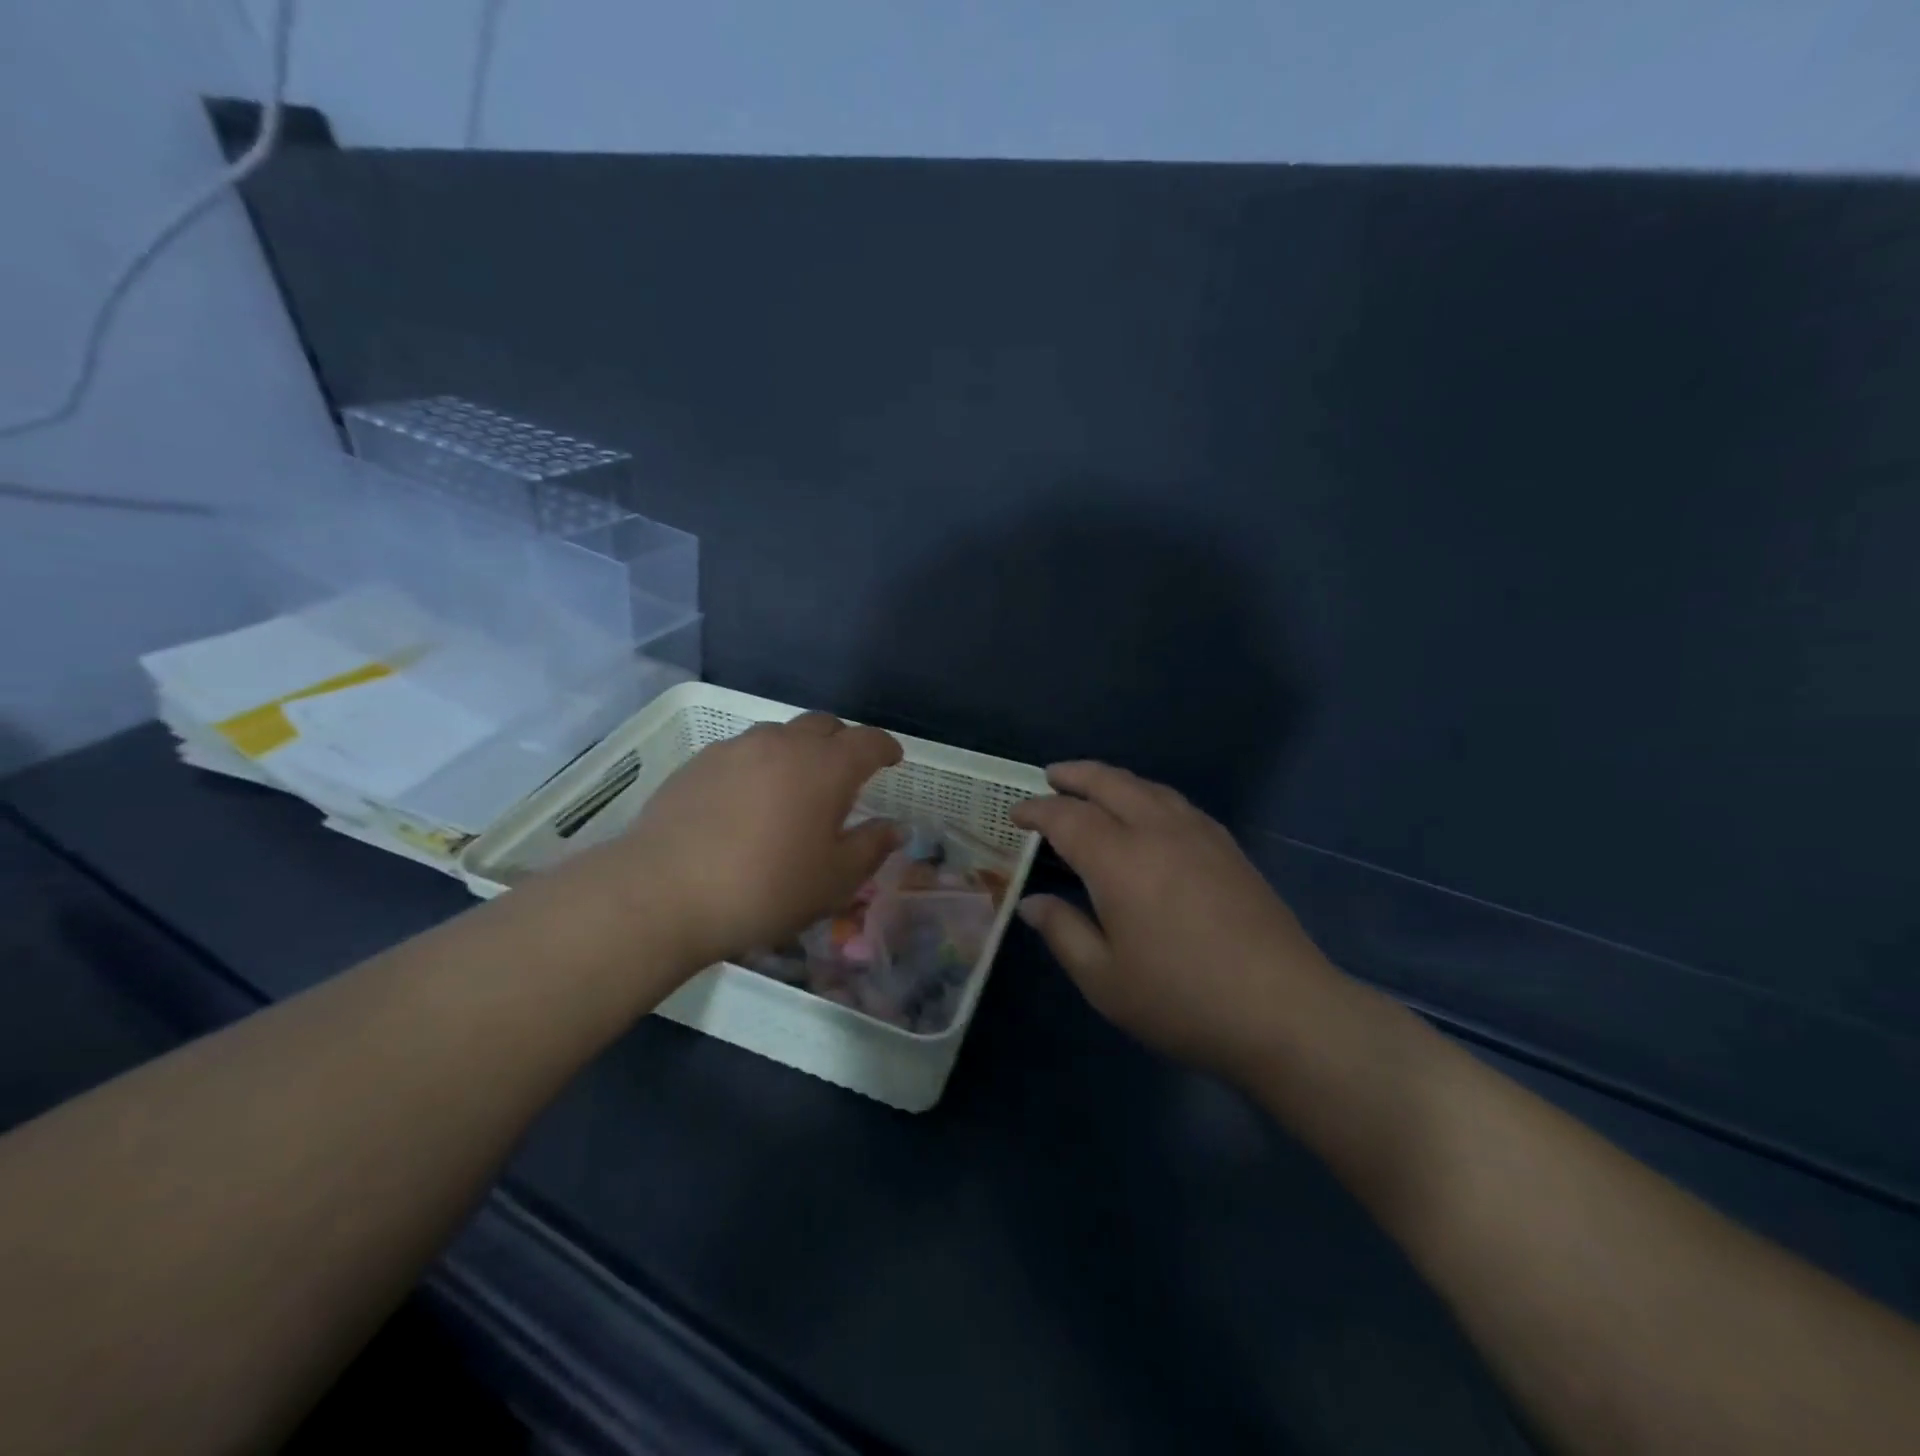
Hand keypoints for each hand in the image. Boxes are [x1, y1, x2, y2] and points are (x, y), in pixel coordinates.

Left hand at [580, 713, 903, 973]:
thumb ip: (871, 847)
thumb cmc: (765, 888)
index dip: (886, 748)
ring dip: (799, 750)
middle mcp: (783, 744)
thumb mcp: (833, 880)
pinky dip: (760, 764)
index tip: (893, 760)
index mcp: (825, 767)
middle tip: (846, 773)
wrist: (664, 892)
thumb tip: (894, 827)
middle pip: (823, 725)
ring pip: (780, 734)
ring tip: (795, 785)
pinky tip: (748, 798)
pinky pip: (743, 751)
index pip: (868, 742)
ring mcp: (736, 748)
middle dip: (843, 742)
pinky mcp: (699, 762)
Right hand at [1011, 762, 1340, 1078]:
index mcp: (1119, 860)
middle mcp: (1158, 831)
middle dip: (1076, 775)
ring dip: (1114, 780)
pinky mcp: (1229, 848)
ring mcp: (1200, 835)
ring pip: (1148, 787)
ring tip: (1095, 787)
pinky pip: (1176, 802)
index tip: (1017, 814)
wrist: (1284, 1011)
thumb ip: (1063, 932)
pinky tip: (1148, 814)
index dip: (1038, 811)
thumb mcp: (1104, 980)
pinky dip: (1148, 795)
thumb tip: (1031, 902)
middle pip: (1110, 783)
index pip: (1067, 817)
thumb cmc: (1182, 1000)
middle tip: (1051, 776)